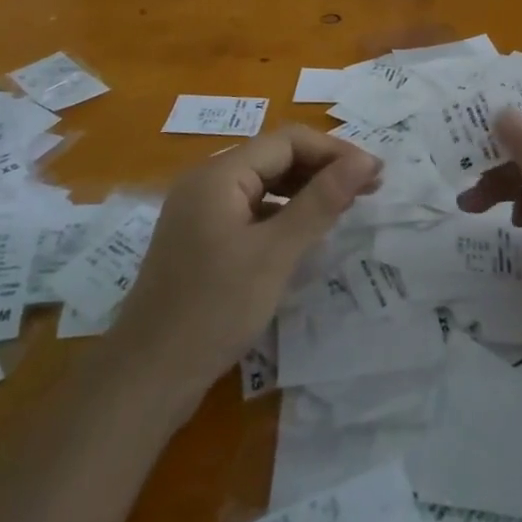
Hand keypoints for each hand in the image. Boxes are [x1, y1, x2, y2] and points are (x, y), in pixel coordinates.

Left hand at [112, 127, 379, 408]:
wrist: (145, 379)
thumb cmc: (213, 310)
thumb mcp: (275, 254)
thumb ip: (321, 202)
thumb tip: (365, 160)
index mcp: (219, 174)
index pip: (288, 141)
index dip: (335, 152)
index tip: (375, 174)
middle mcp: (207, 182)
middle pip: (275, 157)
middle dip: (323, 168)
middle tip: (369, 190)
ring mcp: (201, 212)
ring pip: (264, 184)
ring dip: (306, 190)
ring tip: (346, 207)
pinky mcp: (202, 239)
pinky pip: (251, 209)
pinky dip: (283, 213)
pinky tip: (306, 233)